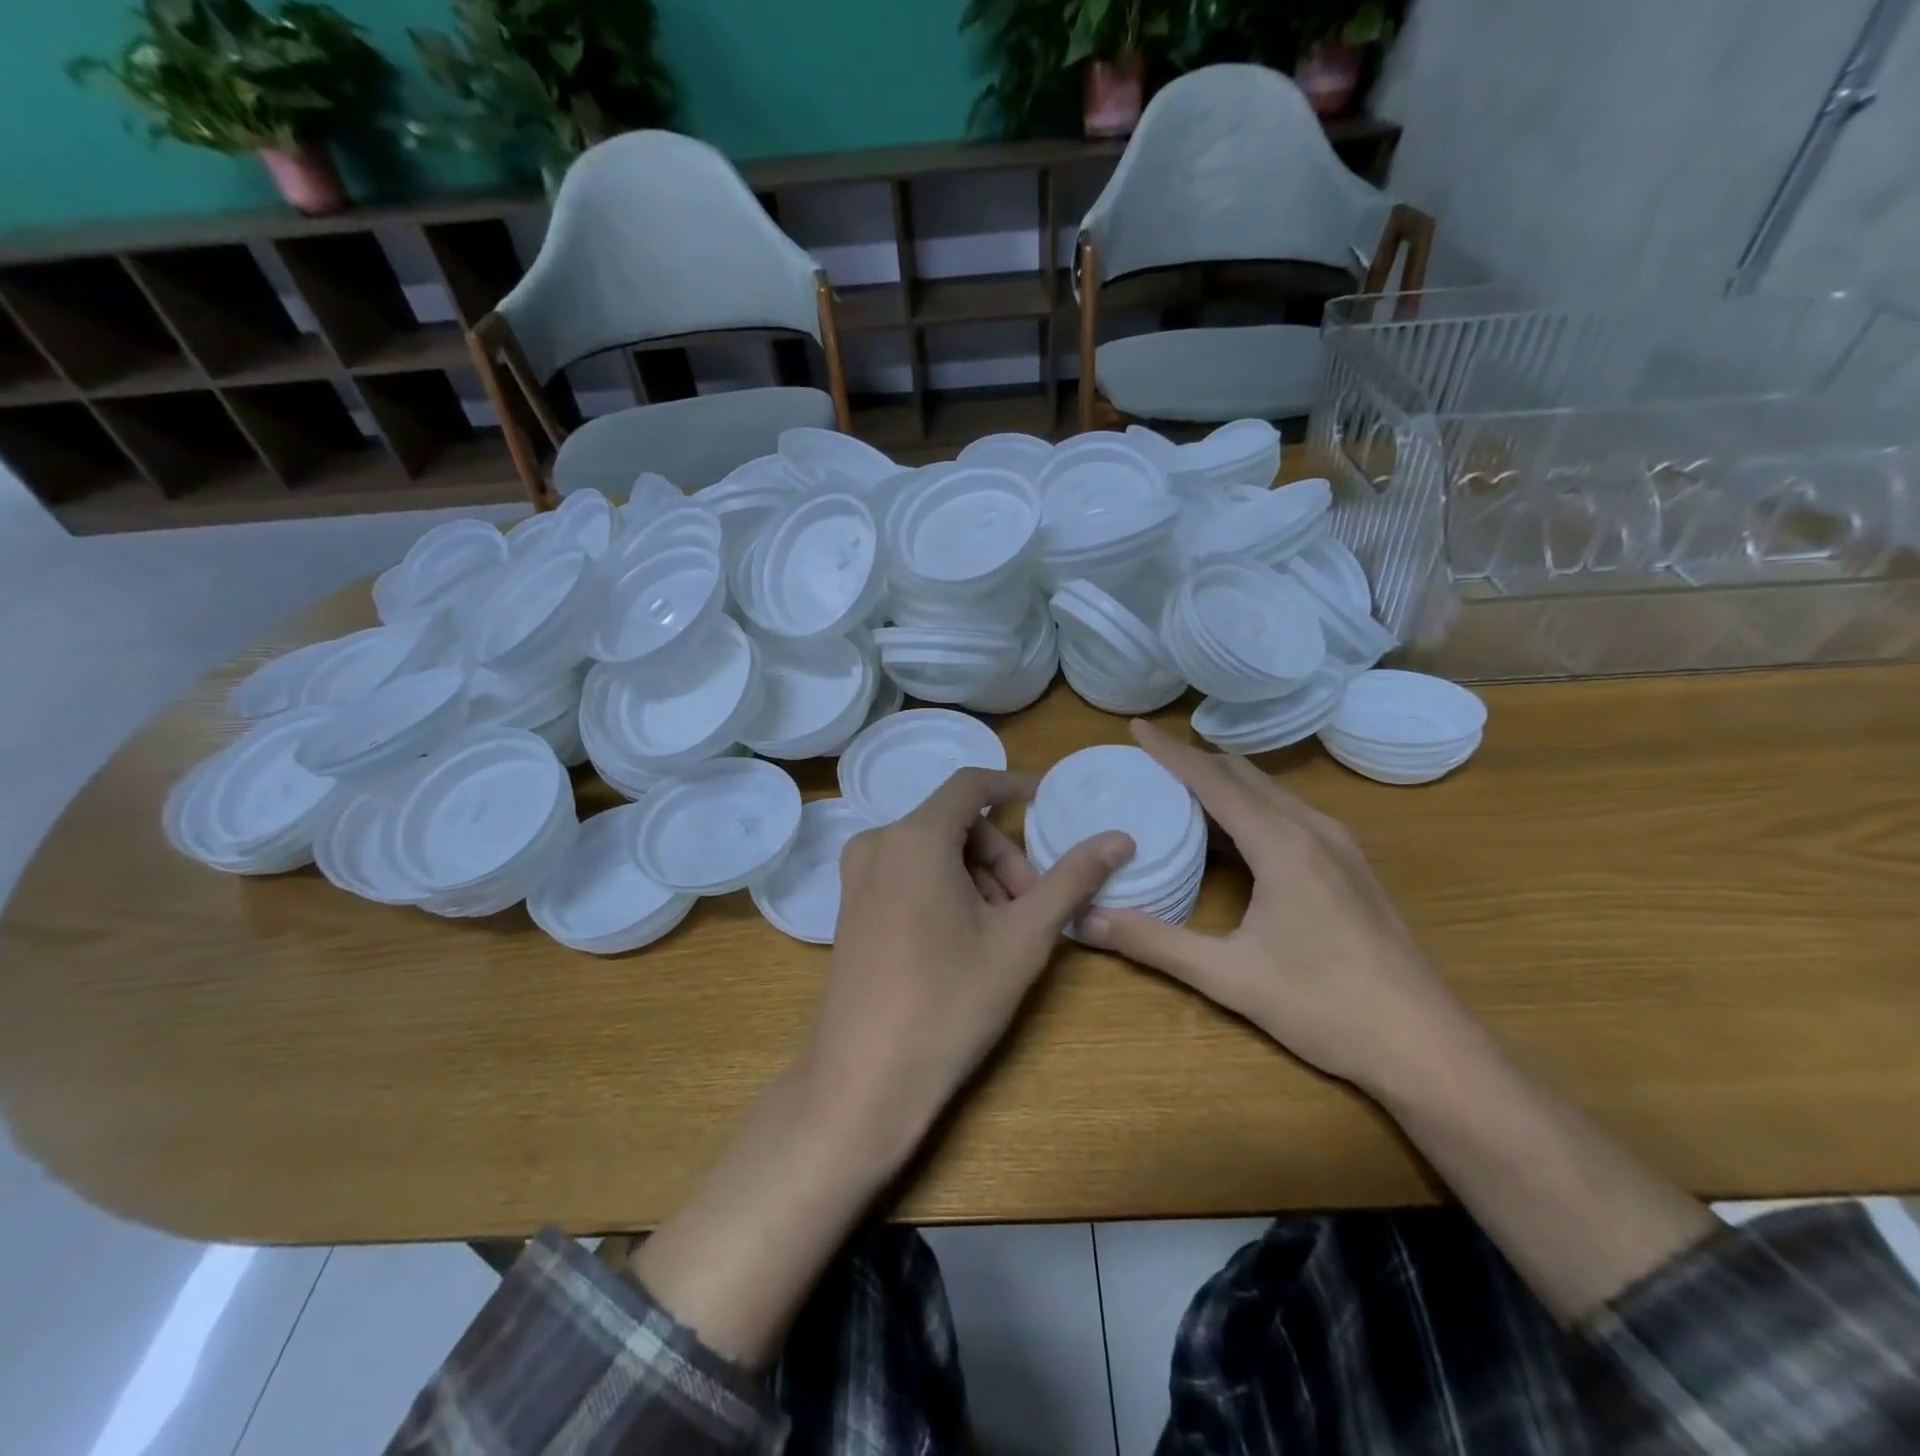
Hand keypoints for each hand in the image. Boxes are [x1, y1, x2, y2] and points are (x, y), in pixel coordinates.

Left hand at [800, 768, 1134, 1169]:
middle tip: (1033, 906)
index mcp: (915, 837)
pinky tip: (965, 938)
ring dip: (977, 876)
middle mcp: (877, 842)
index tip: (1049, 805)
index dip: (1015, 786)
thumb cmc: (950, 1001)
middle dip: (1002, 855)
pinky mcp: (850, 905)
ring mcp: (857, 875)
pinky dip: (946, 888)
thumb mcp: (1022, 938)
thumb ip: (1071, 880)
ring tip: (1003, 932)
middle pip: (956, 823)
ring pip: (933, 850)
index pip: (972, 784)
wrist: (866, 1079)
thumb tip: (1120, 839)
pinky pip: (908, 872)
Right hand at [1080, 721, 1466, 1093]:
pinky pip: (1288, 813)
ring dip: (1224, 781)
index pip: (1213, 779)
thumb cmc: (1325, 1007)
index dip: (1170, 751)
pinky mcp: (1349, 866)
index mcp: (1282, 844)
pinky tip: (1231, 831)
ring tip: (1178, 786)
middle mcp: (1312, 829)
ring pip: (1270, 792)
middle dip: (1194, 760)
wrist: (1426, 1046)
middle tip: (1146, 760)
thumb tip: (1085, 920)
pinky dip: (1250, 805)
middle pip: (1243, 774)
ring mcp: (1338, 846)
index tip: (1134, 727)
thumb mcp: (1229, 976)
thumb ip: (1155, 943)